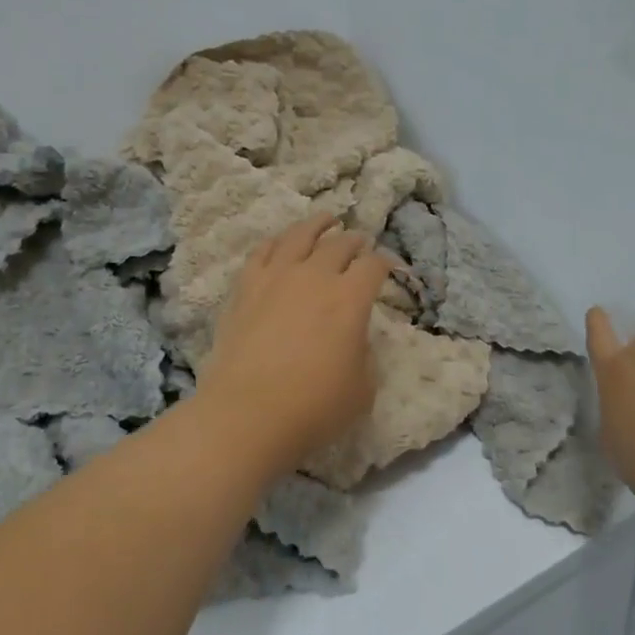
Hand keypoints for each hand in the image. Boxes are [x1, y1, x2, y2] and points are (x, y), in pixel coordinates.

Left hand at [198, 213, 394, 475]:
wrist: (247, 414)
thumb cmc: (313, 407)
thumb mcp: (363, 389)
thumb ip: (365, 354)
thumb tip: (354, 338)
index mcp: (351, 298)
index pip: (374, 266)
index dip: (386, 263)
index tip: (388, 268)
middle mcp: (315, 277)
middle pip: (339, 245)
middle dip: (355, 241)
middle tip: (359, 242)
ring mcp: (276, 277)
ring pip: (299, 236)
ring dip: (317, 225)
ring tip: (326, 219)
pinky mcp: (245, 288)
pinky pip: (262, 252)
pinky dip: (276, 242)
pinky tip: (280, 242)